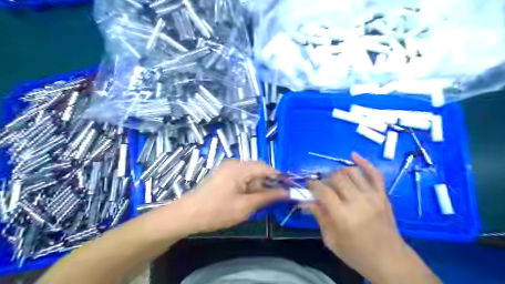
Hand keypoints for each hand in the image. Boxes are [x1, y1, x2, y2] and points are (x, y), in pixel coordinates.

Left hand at [181, 160, 287, 231]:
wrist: (188, 215)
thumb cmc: (217, 211)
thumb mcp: (246, 206)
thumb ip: (267, 197)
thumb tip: (286, 192)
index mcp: (240, 168)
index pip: (266, 167)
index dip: (278, 177)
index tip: (288, 188)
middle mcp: (234, 163)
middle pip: (258, 169)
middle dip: (267, 183)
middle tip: (272, 199)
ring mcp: (227, 168)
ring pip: (250, 174)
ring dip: (257, 186)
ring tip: (258, 201)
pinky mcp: (223, 174)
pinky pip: (241, 177)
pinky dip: (248, 186)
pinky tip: (247, 198)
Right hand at [304, 152, 413, 280]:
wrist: (390, 261)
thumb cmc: (356, 253)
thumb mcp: (331, 239)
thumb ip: (319, 217)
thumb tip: (306, 201)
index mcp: (343, 216)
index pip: (323, 191)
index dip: (313, 185)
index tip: (308, 185)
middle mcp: (358, 202)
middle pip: (336, 178)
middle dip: (325, 179)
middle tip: (322, 186)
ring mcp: (373, 196)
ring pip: (352, 172)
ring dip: (339, 173)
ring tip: (335, 180)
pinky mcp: (383, 195)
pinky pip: (374, 173)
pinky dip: (364, 162)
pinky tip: (353, 155)